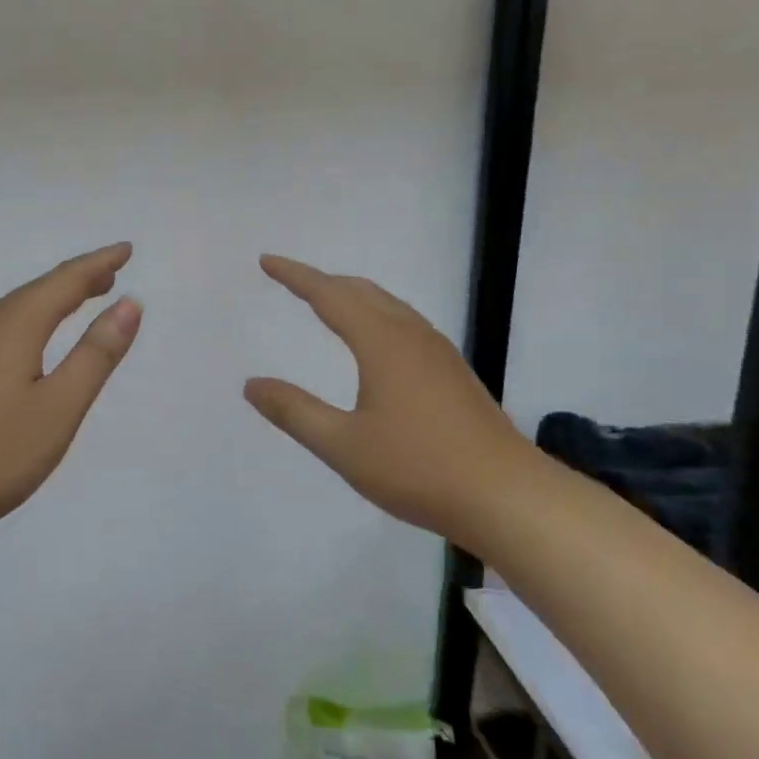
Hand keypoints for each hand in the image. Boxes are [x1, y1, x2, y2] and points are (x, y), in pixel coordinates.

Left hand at [0, 243, 141, 548]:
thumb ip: (96, 354)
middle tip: (110, 273)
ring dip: (52, 299)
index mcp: (13, 326)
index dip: (98, 264)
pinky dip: (29, 321)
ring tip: (80, 299)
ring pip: (14, 310)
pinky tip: (31, 342)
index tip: (126, 250)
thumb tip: (129, 304)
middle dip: (77, 278)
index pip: (64, 281)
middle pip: (37, 290)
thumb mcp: (59, 407)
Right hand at [243, 255, 534, 541]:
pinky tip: (376, 343)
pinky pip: (405, 324)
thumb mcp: (343, 445)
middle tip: (291, 281)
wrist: (507, 496)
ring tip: (328, 303)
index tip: (267, 261)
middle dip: (323, 281)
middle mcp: (411, 335)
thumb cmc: (418, 468)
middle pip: (361, 292)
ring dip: (353, 296)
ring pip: (388, 306)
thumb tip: (251, 384)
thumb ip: (295, 411)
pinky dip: (377, 315)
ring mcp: (439, 352)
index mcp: (382, 342)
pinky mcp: (453, 373)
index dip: (295, 276)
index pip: (329, 295)